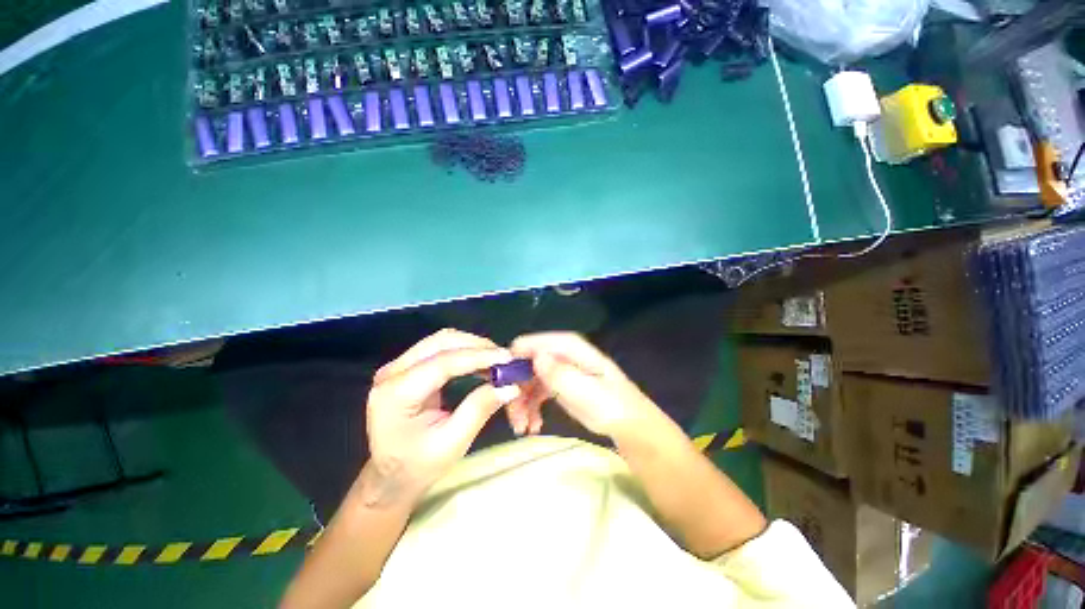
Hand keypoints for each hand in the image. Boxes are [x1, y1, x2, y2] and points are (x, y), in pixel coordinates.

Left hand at [363, 329, 520, 505]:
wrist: (388, 477)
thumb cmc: (416, 467)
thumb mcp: (451, 445)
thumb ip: (479, 410)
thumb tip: (510, 386)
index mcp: (395, 395)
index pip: (443, 363)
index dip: (478, 357)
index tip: (507, 358)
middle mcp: (392, 373)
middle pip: (441, 342)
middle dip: (477, 346)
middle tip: (505, 359)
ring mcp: (398, 367)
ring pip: (442, 341)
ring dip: (472, 346)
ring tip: (496, 360)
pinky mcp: (407, 367)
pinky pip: (440, 348)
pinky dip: (464, 351)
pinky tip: (480, 362)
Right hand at [509, 332, 660, 440]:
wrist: (628, 424)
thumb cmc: (612, 406)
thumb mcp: (587, 391)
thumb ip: (560, 373)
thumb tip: (535, 357)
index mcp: (568, 346)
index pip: (530, 344)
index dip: (512, 362)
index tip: (502, 387)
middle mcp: (559, 353)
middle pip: (525, 363)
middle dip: (516, 388)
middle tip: (514, 417)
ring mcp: (558, 368)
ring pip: (527, 379)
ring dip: (521, 402)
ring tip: (522, 427)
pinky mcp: (558, 383)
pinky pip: (535, 391)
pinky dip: (530, 407)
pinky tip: (532, 426)